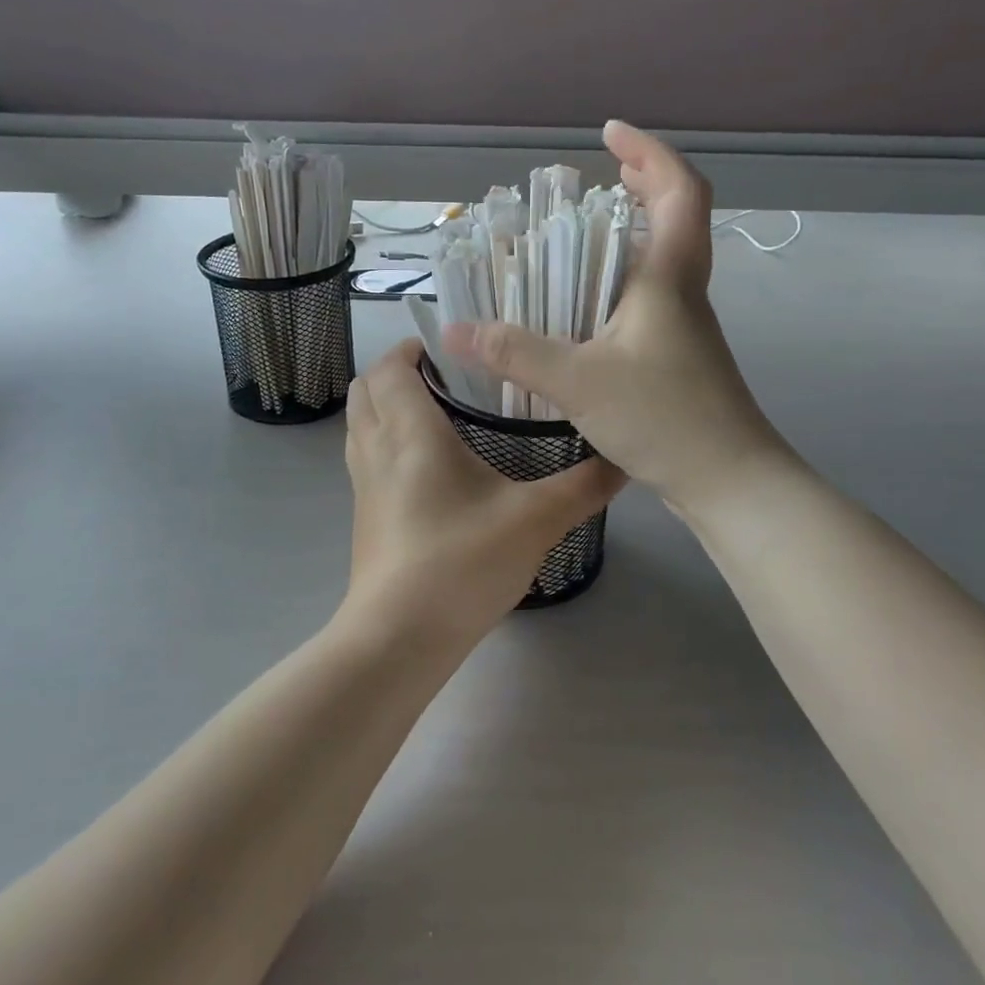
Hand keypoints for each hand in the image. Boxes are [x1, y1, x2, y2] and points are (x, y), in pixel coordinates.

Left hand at [339, 339, 623, 650]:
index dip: (412, 347)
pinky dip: (384, 440)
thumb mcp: (535, 521)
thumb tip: (624, 458)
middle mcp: (377, 448)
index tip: (450, 348)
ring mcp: (363, 484)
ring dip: (387, 405)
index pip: (391, 367)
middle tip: (446, 377)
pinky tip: (426, 467)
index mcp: (411, 432)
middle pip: (366, 389)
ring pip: (360, 422)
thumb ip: (582, 486)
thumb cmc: (461, 563)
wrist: (400, 636)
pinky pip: (364, 456)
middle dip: (397, 372)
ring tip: (435, 413)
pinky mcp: (363, 514)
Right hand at [443, 121, 791, 515]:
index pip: (680, 190)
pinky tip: (590, 306)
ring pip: (666, 257)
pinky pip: (653, 296)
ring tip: (585, 233)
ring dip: (634, 231)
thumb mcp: (580, 382)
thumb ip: (516, 353)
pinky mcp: (681, 356)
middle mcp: (684, 291)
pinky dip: (624, 278)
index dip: (649, 152)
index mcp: (670, 278)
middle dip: (643, 182)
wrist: (731, 481)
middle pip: (678, 215)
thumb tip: (455, 331)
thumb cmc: (666, 418)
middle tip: (602, 174)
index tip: (609, 135)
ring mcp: (686, 326)